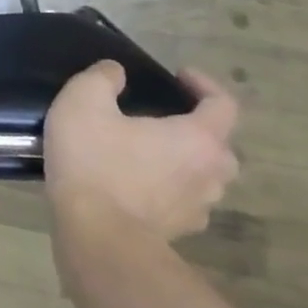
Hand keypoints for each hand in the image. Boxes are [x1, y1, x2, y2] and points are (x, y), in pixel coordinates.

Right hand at [43, 61, 239, 241]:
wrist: (97, 235)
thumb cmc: (95, 160)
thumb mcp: (84, 101)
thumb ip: (102, 77)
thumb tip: (117, 72)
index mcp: (198, 139)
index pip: (224, 104)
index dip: (204, 84)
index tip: (177, 76)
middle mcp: (210, 173)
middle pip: (219, 144)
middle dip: (197, 127)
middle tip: (163, 117)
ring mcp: (199, 208)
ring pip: (204, 176)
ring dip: (184, 160)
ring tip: (148, 151)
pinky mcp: (180, 231)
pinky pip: (183, 200)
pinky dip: (168, 188)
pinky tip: (136, 183)